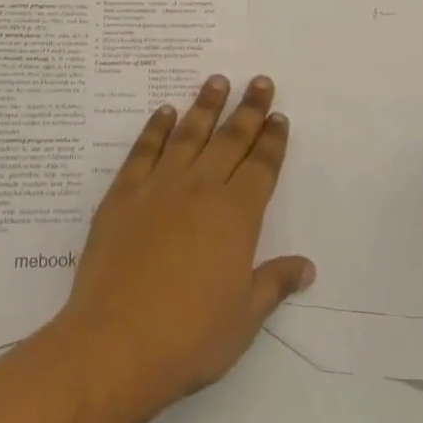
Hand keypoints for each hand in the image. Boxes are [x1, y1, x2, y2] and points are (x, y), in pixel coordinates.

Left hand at [51, 75, 314, 416]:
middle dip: (248, 109)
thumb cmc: (189, 337)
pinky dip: (156, 128)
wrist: (116, 342)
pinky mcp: (124, 193)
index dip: (272, 140)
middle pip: (230, 139)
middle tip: (258, 80)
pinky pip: (144, 150)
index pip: (261, 167)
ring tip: (216, 80)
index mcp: (236, 217)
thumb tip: (306, 266)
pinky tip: (165, 112)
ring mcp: (159, 186)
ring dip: (205, 106)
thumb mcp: (243, 318)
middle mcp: (201, 189)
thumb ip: (273, 283)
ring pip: (189, 134)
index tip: (278, 116)